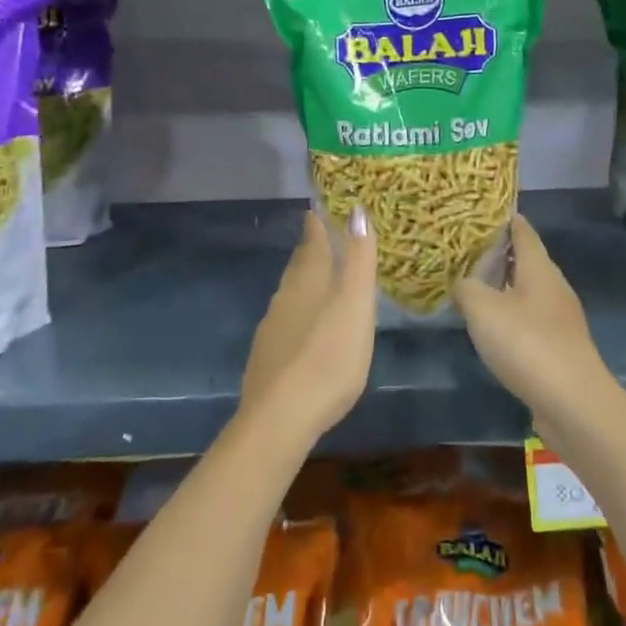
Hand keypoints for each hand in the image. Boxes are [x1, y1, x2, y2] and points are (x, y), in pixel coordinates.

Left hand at [241, 207, 377, 445]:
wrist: (280, 417)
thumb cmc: (329, 357)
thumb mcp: (355, 306)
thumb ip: (358, 260)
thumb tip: (357, 209)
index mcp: (309, 280)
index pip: (312, 241)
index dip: (317, 224)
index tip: (318, 209)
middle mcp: (285, 296)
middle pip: (299, 265)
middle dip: (310, 251)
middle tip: (321, 238)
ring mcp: (272, 327)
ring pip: (290, 293)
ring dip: (304, 282)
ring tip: (319, 280)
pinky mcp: (266, 356)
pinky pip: (284, 321)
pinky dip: (297, 313)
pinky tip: (304, 329)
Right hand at [453, 215, 612, 419]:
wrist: (573, 403)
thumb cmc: (527, 344)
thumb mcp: (483, 309)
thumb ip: (466, 288)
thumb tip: (462, 283)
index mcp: (539, 268)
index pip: (523, 231)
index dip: (504, 219)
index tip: (482, 212)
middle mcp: (554, 287)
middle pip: (527, 261)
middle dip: (500, 254)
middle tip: (466, 250)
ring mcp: (560, 320)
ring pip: (528, 292)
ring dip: (504, 288)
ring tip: (474, 287)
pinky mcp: (560, 349)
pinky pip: (531, 321)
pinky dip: (511, 317)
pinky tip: (493, 329)